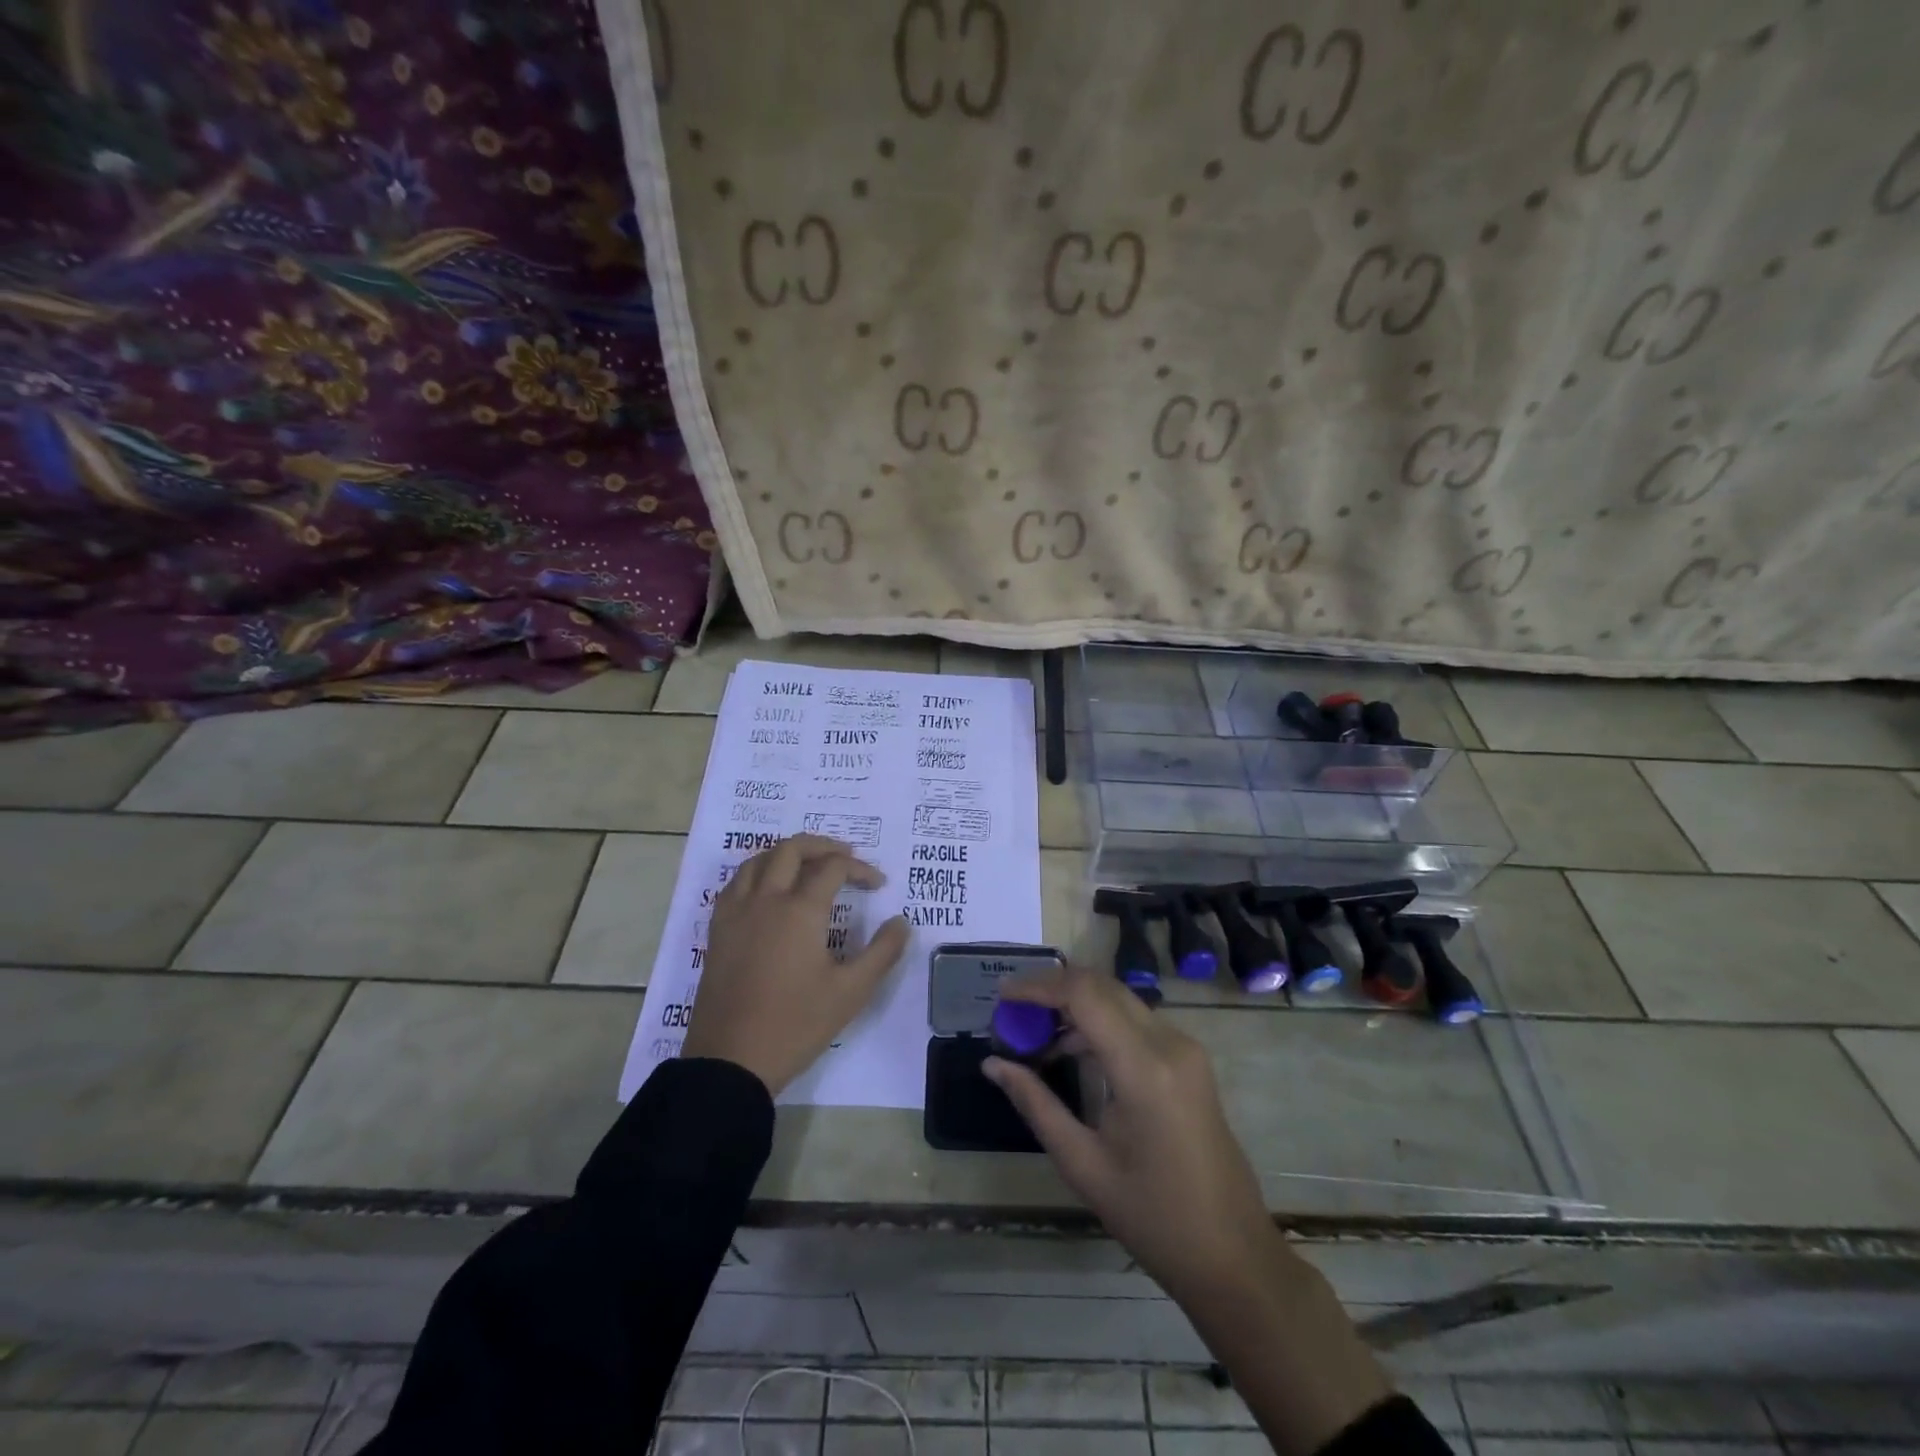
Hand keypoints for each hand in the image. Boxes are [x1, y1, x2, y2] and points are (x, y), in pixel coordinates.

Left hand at [682, 834, 910, 1094]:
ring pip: (759, 860)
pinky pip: (736, 883)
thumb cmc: (796, 1024)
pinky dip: (758, 872)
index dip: (860, 869)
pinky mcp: (718, 931)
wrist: (732, 1060)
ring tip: (808, 865)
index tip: (878, 884)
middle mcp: (765, 900)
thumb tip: (901, 922)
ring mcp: (736, 913)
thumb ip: (882, 952)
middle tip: (845, 856)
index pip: (833, 868)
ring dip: (787, 853)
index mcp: (800, 910)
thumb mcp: (851, 992)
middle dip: (822, 845)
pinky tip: (768, 890)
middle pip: (792, 849)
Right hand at [983, 965, 1275, 1302]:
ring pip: (1118, 999)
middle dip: (1053, 990)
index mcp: (1144, 1068)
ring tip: (1033, 1036)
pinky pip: (1135, 1021)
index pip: (1084, 995)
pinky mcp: (1188, 1059)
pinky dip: (1098, 1022)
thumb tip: (992, 1064)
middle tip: (1012, 1014)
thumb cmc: (1153, 1217)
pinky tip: (1071, 1051)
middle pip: (1102, 986)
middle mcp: (1169, 1043)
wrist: (1232, 1254)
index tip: (1002, 995)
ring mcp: (1184, 1048)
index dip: (1039, 986)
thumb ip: (1035, 1104)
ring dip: (1075, 1005)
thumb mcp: (1083, 1164)